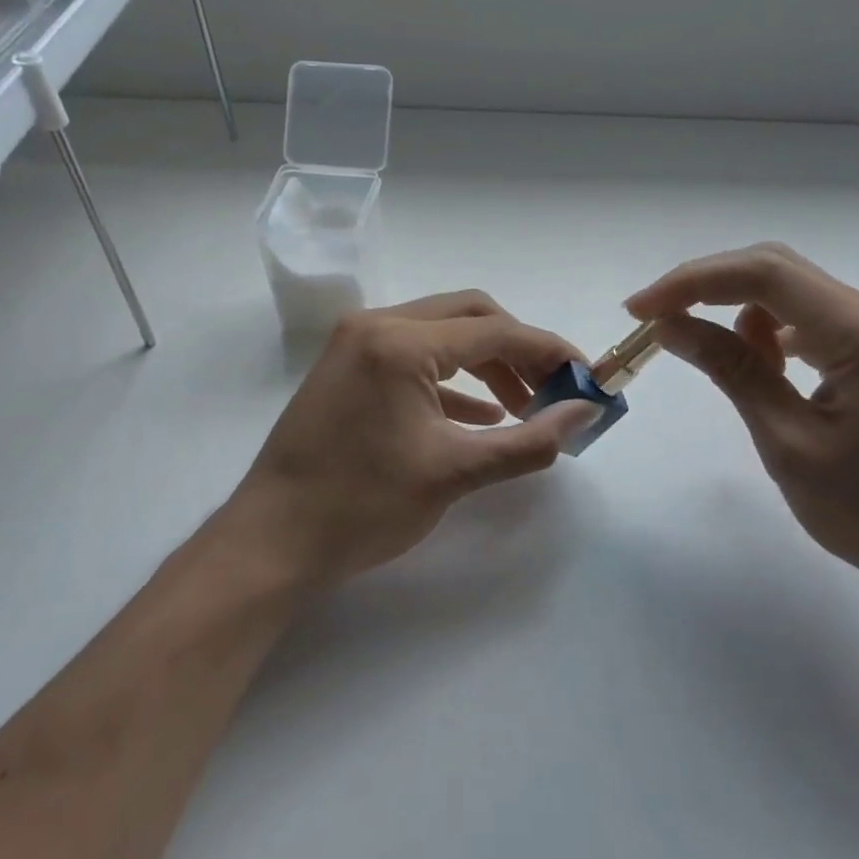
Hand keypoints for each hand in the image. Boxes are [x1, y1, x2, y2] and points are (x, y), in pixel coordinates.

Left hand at [221, 292, 595, 587]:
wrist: (271, 543)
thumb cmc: (362, 506)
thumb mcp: (455, 473)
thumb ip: (529, 440)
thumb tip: (585, 414)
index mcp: (400, 342)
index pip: (496, 331)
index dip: (549, 351)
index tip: (587, 377)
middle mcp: (376, 325)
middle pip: (470, 315)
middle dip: (518, 349)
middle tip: (552, 389)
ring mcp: (356, 344)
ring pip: (442, 333)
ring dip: (486, 362)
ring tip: (522, 405)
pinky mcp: (348, 368)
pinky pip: (414, 357)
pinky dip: (452, 379)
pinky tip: (478, 415)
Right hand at [627, 243, 858, 598]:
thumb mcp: (789, 442)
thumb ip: (732, 372)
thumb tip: (673, 325)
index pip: (763, 274)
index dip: (692, 282)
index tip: (640, 310)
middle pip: (779, 271)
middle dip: (710, 288)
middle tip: (658, 322)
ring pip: (796, 296)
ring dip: (742, 314)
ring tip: (717, 363)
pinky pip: (817, 325)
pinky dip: (774, 336)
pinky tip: (763, 372)